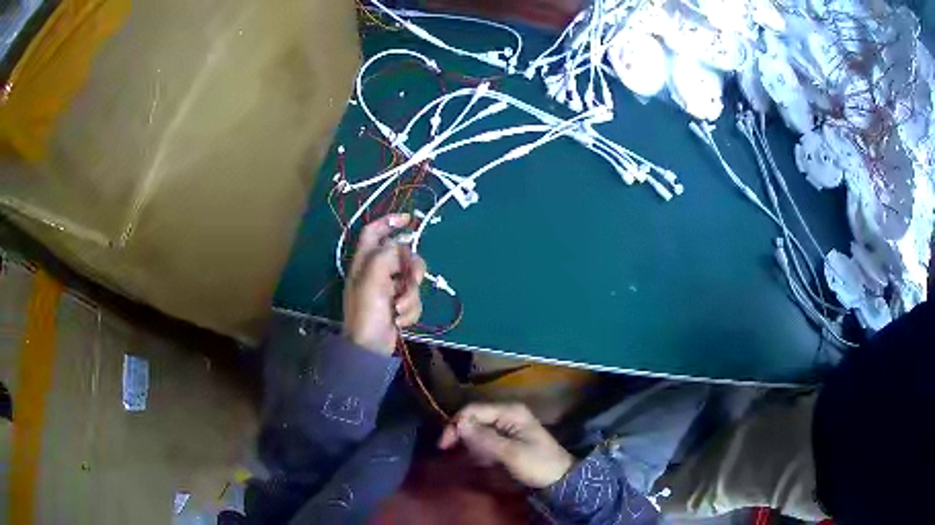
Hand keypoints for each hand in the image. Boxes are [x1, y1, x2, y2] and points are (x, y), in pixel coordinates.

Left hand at [343, 214, 426, 354]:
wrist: (370, 346)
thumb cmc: (366, 311)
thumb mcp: (372, 278)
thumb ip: (386, 255)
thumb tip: (399, 247)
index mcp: (364, 261)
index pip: (373, 232)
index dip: (389, 221)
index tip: (409, 220)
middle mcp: (377, 271)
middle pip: (402, 255)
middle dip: (412, 268)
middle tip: (413, 280)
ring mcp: (388, 289)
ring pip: (412, 279)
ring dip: (410, 296)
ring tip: (399, 309)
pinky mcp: (398, 304)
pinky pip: (414, 299)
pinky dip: (410, 310)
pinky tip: (399, 320)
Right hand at [438, 403, 574, 488]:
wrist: (560, 478)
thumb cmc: (538, 464)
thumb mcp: (511, 453)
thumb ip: (485, 439)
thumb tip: (460, 424)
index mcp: (510, 411)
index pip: (473, 410)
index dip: (456, 425)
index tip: (444, 446)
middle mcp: (508, 413)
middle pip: (474, 417)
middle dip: (461, 434)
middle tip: (451, 452)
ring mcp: (509, 424)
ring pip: (478, 428)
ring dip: (470, 443)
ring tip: (470, 459)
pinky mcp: (509, 437)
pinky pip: (486, 438)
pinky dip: (479, 448)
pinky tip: (480, 461)